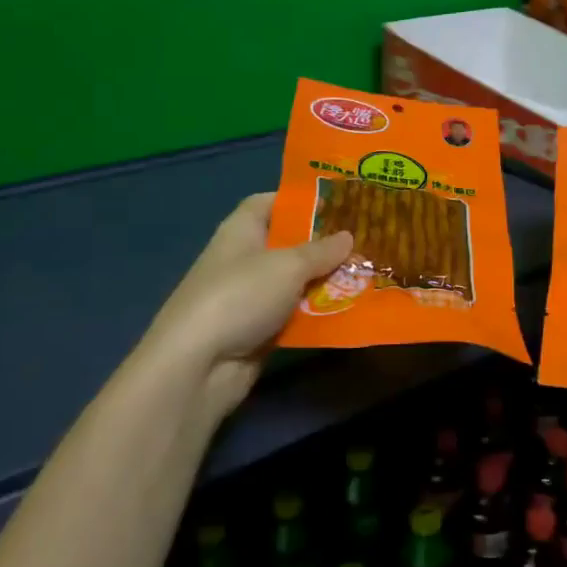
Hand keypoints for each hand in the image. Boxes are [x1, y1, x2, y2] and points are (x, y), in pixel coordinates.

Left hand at [137, 194, 352, 426]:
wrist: (197, 366)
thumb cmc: (240, 296)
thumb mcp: (288, 266)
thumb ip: (321, 251)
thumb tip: (347, 236)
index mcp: (241, 230)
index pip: (269, 203)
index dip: (300, 200)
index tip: (338, 203)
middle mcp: (244, 259)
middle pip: (288, 243)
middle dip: (324, 243)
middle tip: (366, 239)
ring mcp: (250, 297)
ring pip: (295, 282)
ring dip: (326, 281)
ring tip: (368, 273)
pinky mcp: (258, 331)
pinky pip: (295, 314)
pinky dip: (318, 313)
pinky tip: (352, 309)